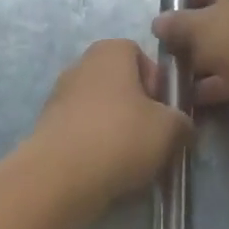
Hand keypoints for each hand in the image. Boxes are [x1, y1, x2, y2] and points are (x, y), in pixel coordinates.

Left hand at [32, 40, 192, 203]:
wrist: (60, 176)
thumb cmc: (120, 137)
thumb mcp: (170, 129)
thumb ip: (182, 121)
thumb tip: (180, 125)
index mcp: (110, 51)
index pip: (140, 54)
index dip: (156, 81)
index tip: (165, 111)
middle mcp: (81, 64)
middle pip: (119, 82)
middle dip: (137, 107)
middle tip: (151, 136)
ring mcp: (59, 94)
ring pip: (100, 107)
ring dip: (116, 127)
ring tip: (130, 159)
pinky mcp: (47, 125)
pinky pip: (81, 129)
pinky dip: (94, 144)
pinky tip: (105, 169)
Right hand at [151, 0, 228, 121]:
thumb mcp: (198, 28)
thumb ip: (176, 24)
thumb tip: (159, 23)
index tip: (170, 21)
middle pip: (221, 9)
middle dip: (195, 33)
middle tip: (173, 52)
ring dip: (206, 59)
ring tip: (180, 79)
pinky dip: (223, 77)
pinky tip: (198, 97)